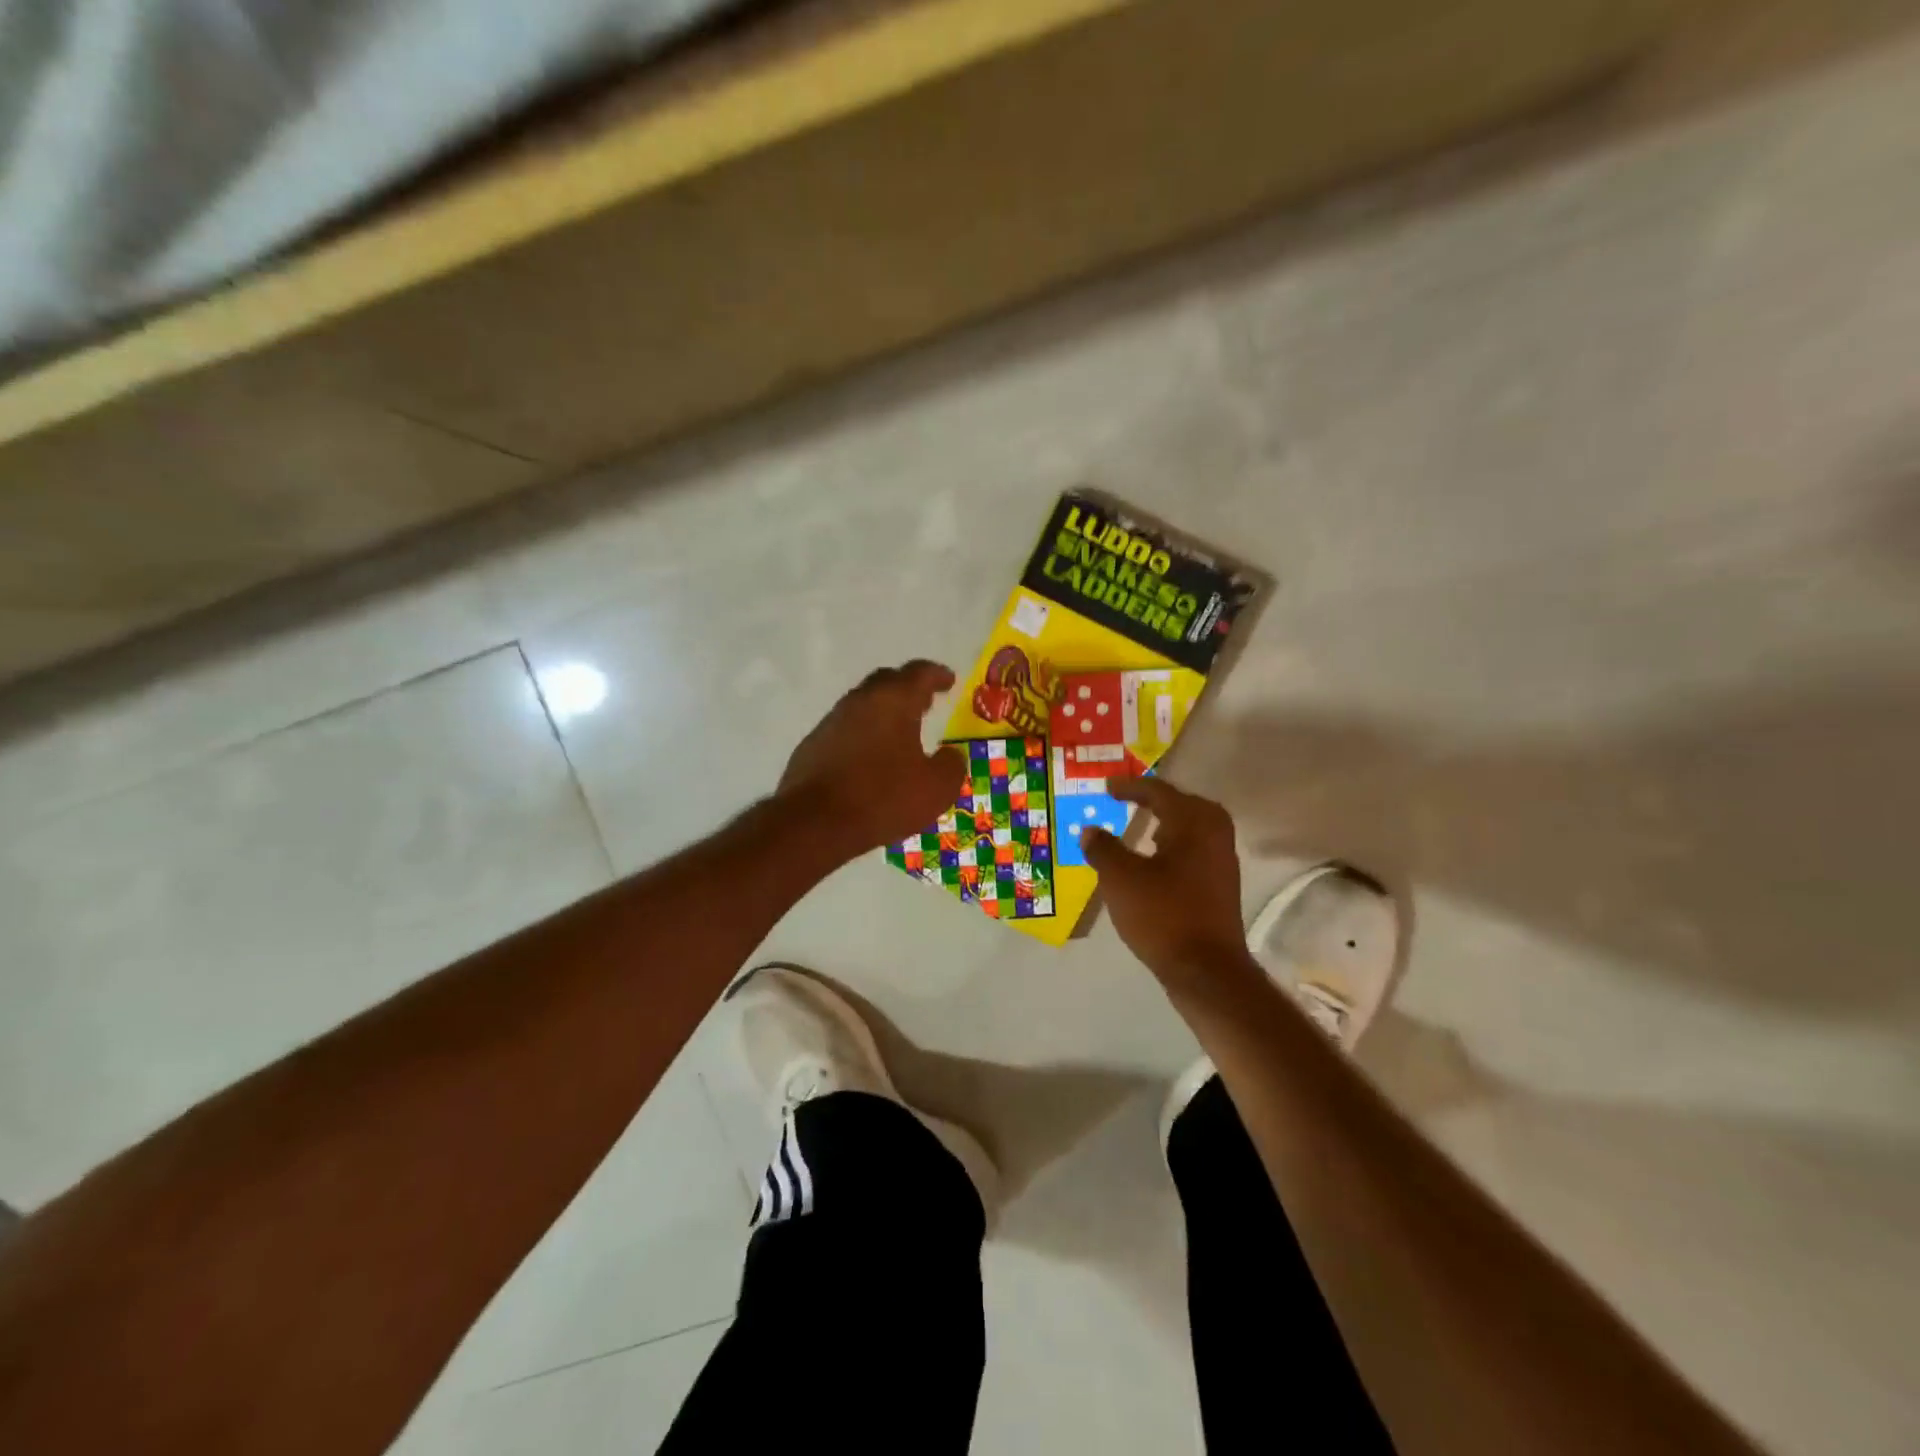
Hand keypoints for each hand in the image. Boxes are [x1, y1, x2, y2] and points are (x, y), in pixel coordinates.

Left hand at [778, 661, 967, 857]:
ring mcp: (832, 722)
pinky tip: (869, 758)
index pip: (919, 673)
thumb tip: (950, 755)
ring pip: (863, 705)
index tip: (949, 681)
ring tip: (899, 732)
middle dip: (908, 688)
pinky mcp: (813, 745)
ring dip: (883, 712)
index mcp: (894, 701)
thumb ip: (951, 765)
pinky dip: (863, 735)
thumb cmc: (883, 798)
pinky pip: (845, 730)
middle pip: (887, 682)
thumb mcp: (936, 788)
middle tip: (925, 702)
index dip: (937, 675)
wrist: (814, 822)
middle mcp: (860, 701)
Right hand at [1083, 776, 1259, 994]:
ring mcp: (1222, 862)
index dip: (1131, 788)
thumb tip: (1091, 831)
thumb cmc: (1162, 915)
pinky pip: (1196, 851)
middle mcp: (1214, 835)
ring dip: (1167, 825)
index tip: (1107, 788)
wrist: (1206, 970)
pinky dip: (1174, 847)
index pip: (1160, 792)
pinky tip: (1154, 865)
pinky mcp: (1221, 887)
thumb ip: (1103, 849)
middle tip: (1130, 802)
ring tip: (1141, 831)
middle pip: (1184, 805)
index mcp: (1193, 824)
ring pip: (1193, 829)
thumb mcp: (1120, 879)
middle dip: (1156, 802)